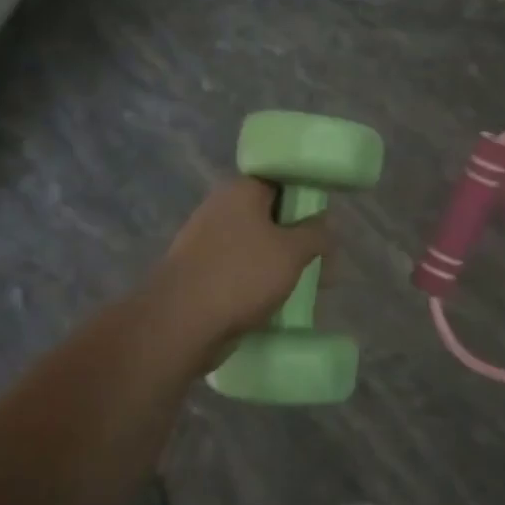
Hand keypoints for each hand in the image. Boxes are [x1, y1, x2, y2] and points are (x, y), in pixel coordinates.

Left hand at [149, 179, 329, 352]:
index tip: (325, 221)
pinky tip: (276, 302)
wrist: (180, 324)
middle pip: (270, 216)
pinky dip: (258, 281)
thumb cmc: (241, 276)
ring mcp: (205, 241)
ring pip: (256, 246)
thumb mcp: (292, 252)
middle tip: (323, 263)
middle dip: (297, 238)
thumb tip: (324, 223)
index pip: (281, 181)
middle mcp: (220, 208)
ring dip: (280, 263)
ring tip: (307, 288)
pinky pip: (239, 269)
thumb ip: (315, 233)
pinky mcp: (199, 272)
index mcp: (240, 191)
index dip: (306, 198)